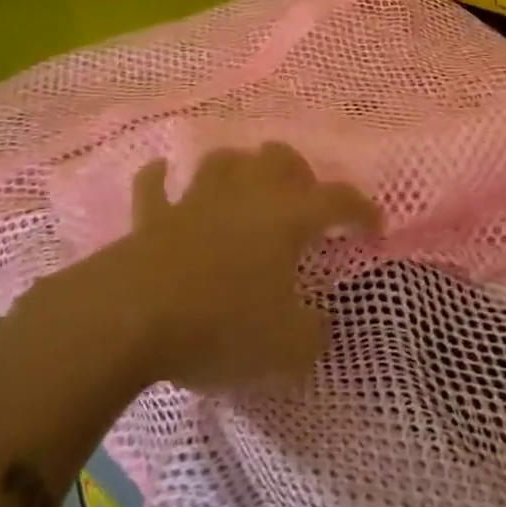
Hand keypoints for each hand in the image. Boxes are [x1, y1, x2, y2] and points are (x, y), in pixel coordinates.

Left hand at [113, 144, 379, 391]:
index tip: (374, 228)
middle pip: (278, 158)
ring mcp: (195, 201)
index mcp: (287, 218)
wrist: (131, 318)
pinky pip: (154, 187)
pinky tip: (163, 175)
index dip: (362, 211)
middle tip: (304, 200)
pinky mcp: (151, 217)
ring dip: (239, 168)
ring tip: (246, 186)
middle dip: (298, 172)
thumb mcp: (286, 348)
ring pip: (223, 161)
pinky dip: (160, 179)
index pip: (338, 201)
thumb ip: (312, 335)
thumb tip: (317, 326)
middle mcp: (245, 196)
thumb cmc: (221, 325)